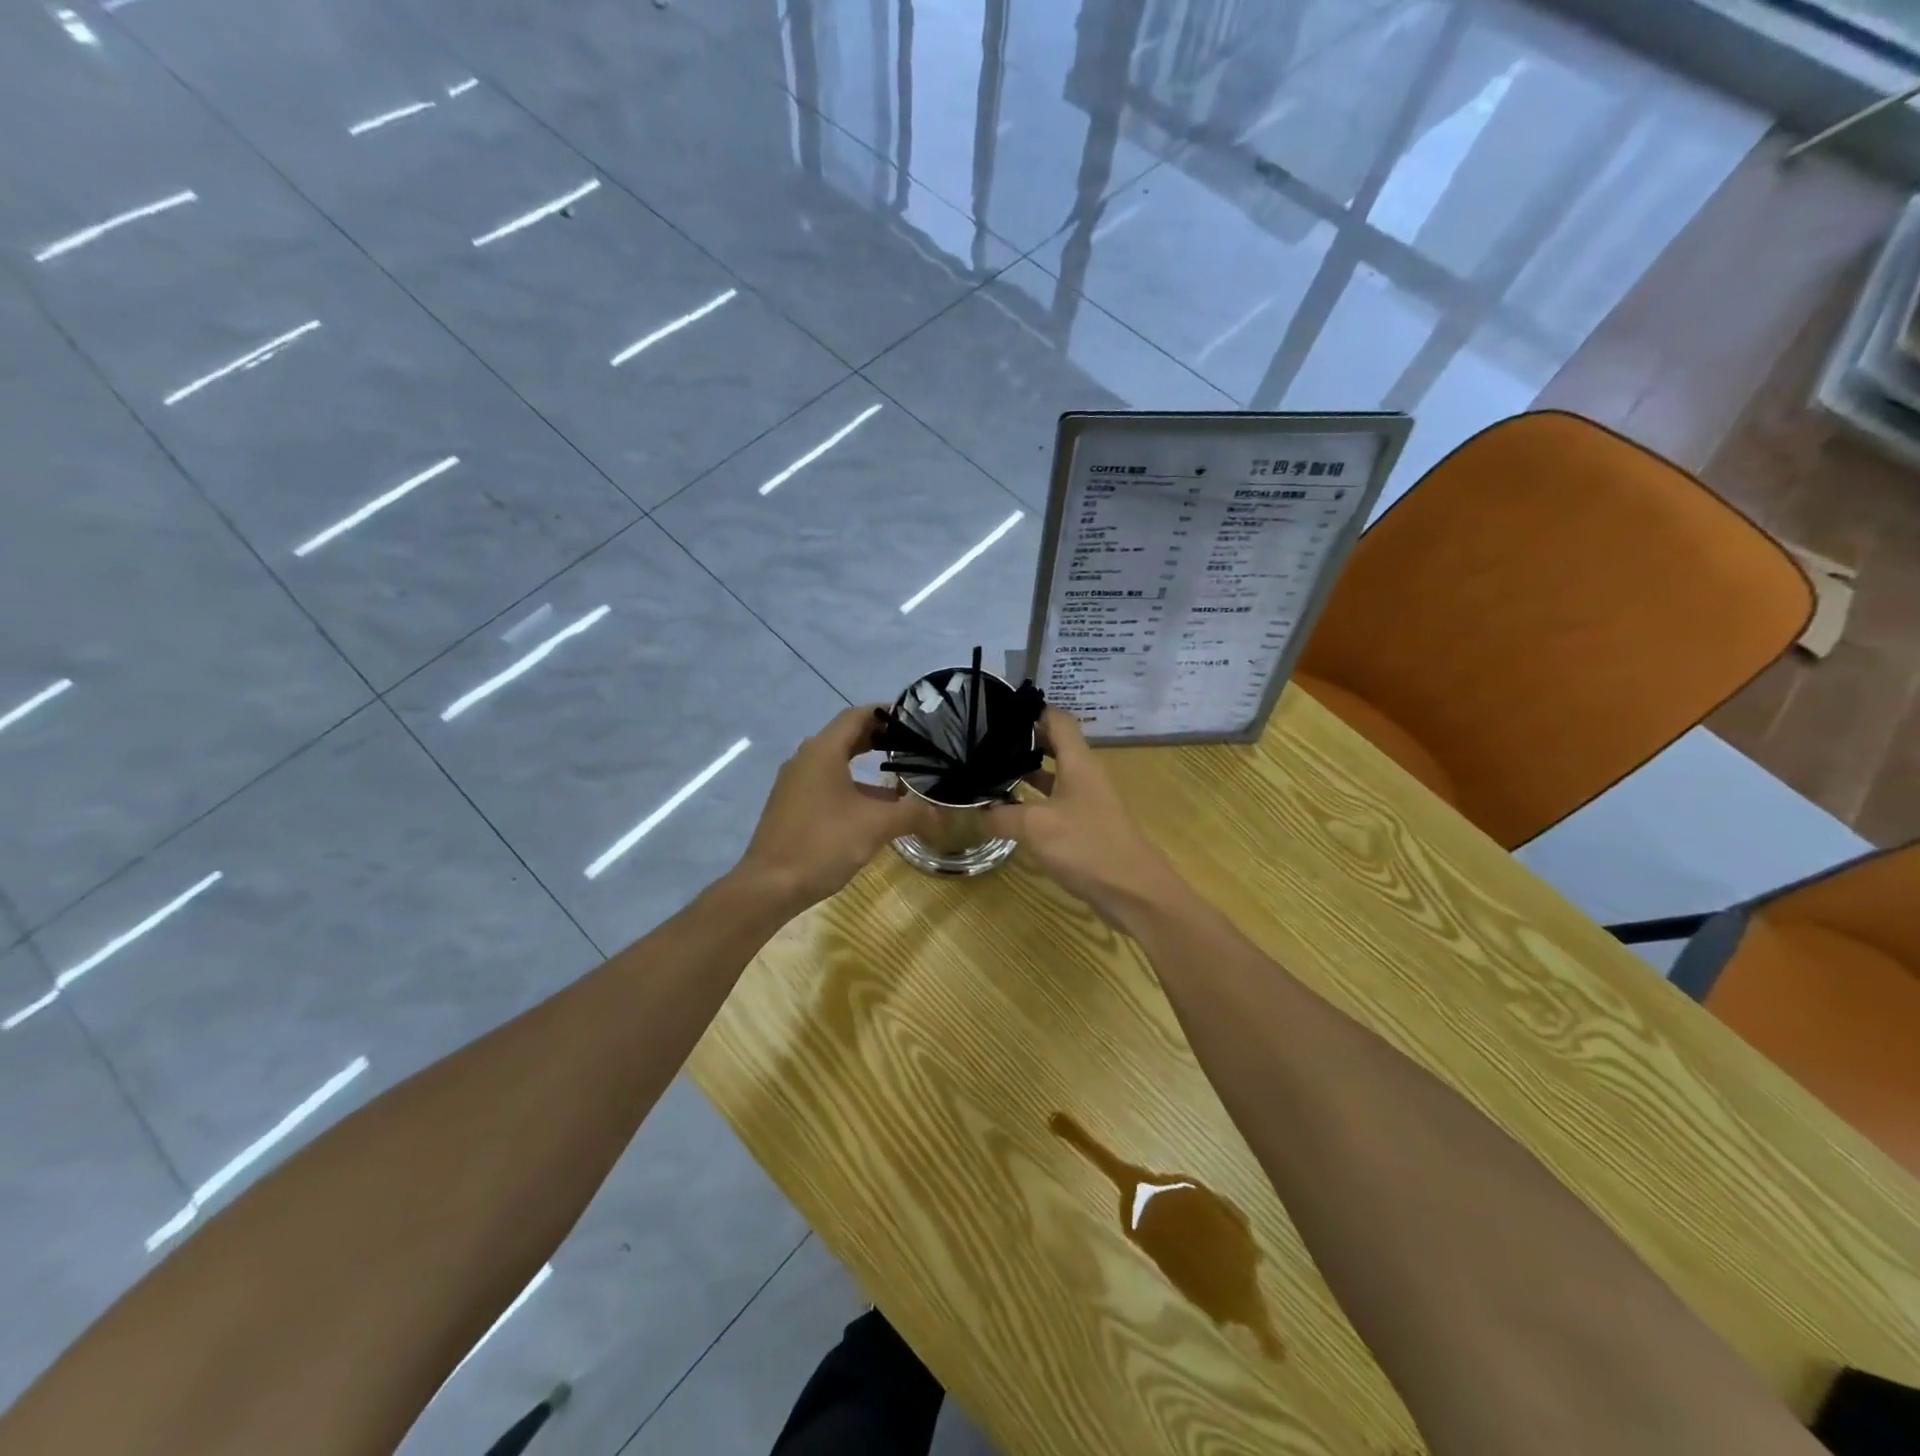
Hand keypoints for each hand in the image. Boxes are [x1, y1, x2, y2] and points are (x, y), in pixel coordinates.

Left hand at [736, 705, 938, 909]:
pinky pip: (825, 781)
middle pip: (846, 735)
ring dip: (865, 763)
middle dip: (879, 737)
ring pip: (835, 760)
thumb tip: (942, 812)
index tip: (915, 719)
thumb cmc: (823, 844)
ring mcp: (795, 783)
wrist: (770, 885)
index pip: (857, 715)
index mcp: (823, 751)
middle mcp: (805, 759)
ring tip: (899, 775)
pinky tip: (872, 806)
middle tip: (913, 745)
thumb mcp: (876, 826)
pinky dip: (851, 783)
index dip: (886, 712)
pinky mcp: (791, 805)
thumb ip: (912, 813)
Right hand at [980, 707, 1180, 925]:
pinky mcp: (1086, 825)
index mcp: (1078, 762)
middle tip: (985, 741)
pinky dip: (1033, 800)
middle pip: (1054, 744)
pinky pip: (1055, 801)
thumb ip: (1002, 816)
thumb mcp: (1035, 828)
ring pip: (1054, 775)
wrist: (1134, 892)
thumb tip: (979, 811)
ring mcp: (1087, 801)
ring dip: (1026, 771)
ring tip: (990, 771)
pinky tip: (1010, 810)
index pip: (1057, 719)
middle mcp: (1085, 775)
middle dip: (1022, 740)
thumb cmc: (1087, 847)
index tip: (998, 709)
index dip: (1031, 709)